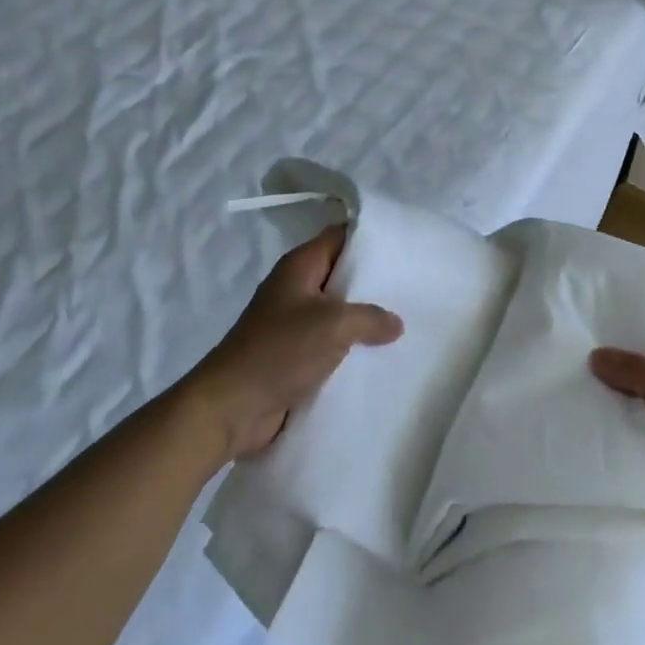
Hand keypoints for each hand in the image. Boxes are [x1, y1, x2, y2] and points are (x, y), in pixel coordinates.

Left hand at [192, 226, 402, 459]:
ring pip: (339, 311)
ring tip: (406, 319)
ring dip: (365, 319)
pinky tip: (382, 353)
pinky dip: (352, 347)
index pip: (341, 235)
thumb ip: (371, 317)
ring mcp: (294, 323)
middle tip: (413, 284)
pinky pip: (331, 343)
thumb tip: (396, 323)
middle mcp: (296, 288)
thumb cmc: (280, 351)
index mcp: (300, 266)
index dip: (371, 237)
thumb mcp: (334, 324)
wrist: (231, 409)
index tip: (403, 244)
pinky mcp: (294, 355)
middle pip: (342, 273)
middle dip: (374, 280)